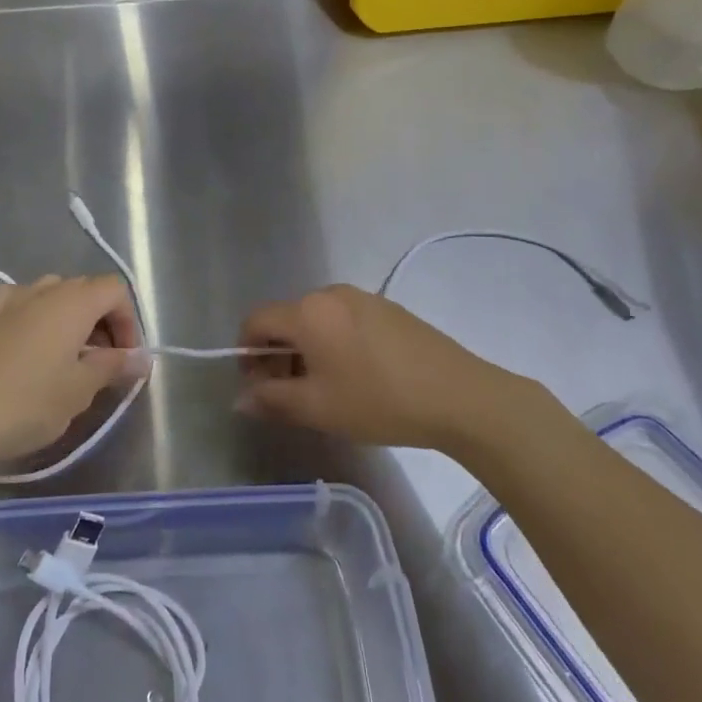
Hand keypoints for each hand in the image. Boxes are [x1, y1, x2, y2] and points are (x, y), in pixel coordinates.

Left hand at [0, 275, 143, 471]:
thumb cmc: (29, 403)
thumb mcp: (81, 389)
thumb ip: (114, 366)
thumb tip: (142, 358)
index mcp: (72, 301)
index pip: (114, 289)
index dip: (128, 320)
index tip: (125, 358)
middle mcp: (42, 291)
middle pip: (85, 289)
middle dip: (102, 321)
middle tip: (102, 363)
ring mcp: (8, 302)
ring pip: (51, 293)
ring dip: (69, 317)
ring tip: (68, 356)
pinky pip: (17, 302)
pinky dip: (31, 314)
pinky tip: (28, 339)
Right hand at [237, 284, 565, 452]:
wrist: (460, 396)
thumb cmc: (379, 401)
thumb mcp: (318, 408)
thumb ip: (272, 400)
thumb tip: (241, 399)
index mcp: (307, 312)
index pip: (256, 321)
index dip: (247, 355)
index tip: (260, 389)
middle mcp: (330, 294)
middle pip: (286, 319)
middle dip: (277, 356)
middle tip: (291, 396)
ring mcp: (363, 298)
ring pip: (316, 321)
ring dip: (306, 351)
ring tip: (326, 390)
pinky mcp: (388, 309)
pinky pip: (343, 321)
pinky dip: (334, 344)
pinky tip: (357, 377)